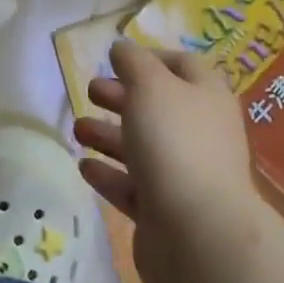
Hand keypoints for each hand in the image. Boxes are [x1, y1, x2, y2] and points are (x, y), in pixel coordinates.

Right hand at [74, 41, 256, 282]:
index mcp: (206, 96)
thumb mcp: (150, 84)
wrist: (198, 235)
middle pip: (157, 106)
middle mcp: (200, 132)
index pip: (182, 65)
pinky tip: (84, 166)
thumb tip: (122, 48)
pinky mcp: (165, 212)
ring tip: (77, 128)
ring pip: (142, 146)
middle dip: (121, 96)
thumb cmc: (175, 142)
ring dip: (108, 134)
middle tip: (89, 90)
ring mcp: (184, 174)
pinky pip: (133, 186)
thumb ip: (132, 60)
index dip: (150, 58)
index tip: (116, 59)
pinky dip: (109, 174)